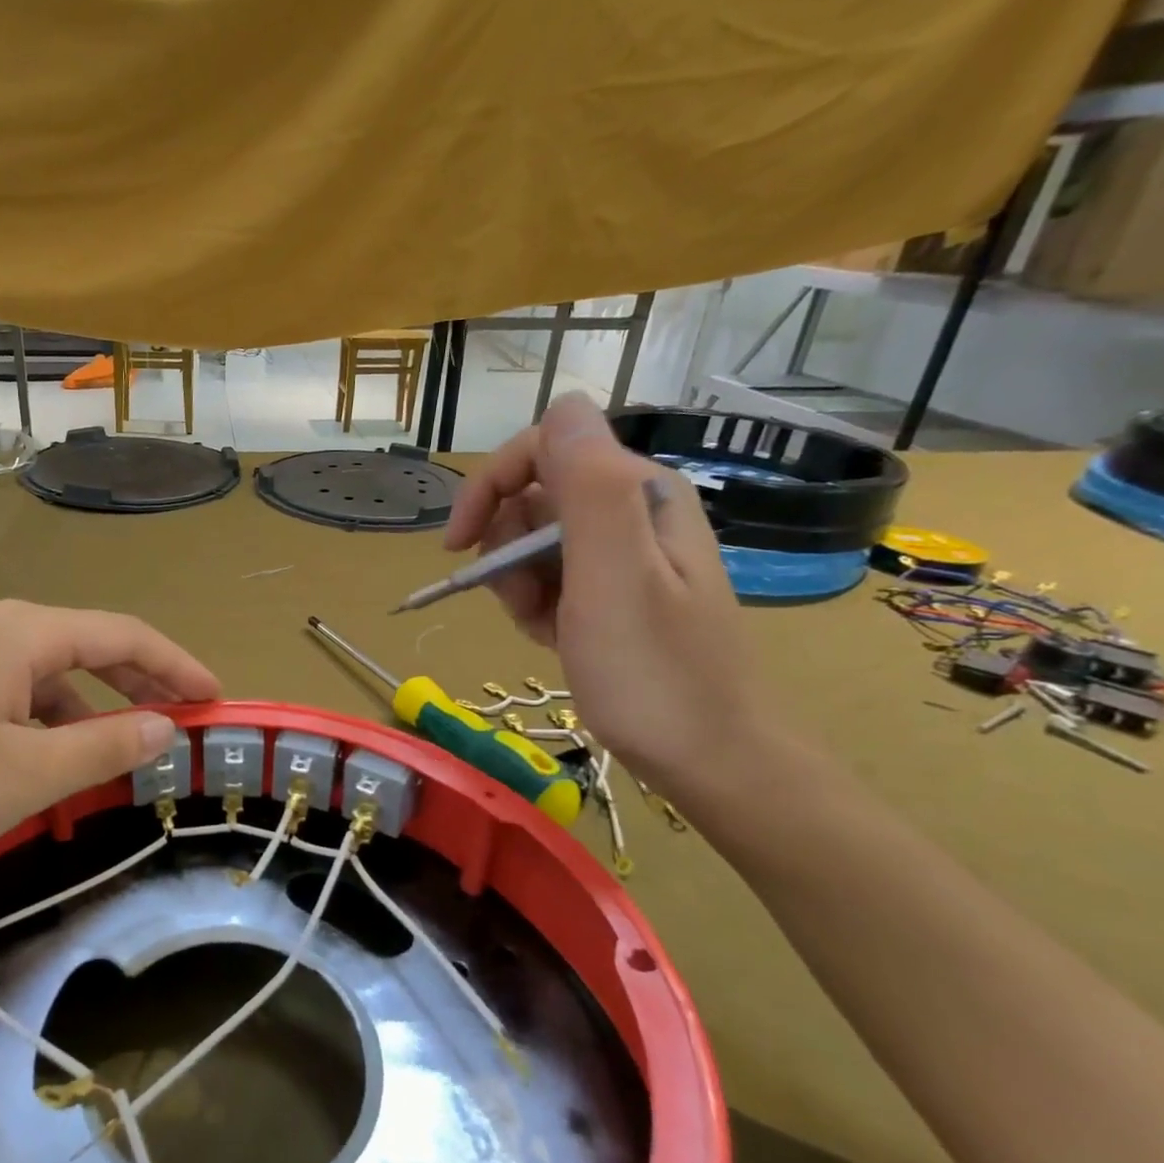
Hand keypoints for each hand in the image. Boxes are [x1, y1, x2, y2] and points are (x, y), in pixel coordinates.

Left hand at [0, 601, 218, 890]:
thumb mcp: (28, 775)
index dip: (177, 666)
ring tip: (118, 762)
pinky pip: (13, 699)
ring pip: (49, 680)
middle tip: (181, 727)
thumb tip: (166, 727)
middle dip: (140, 688)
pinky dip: (47, 729)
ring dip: (91, 716)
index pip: (124, 635)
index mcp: (23, 634)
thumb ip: (106, 748)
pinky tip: (49, 769)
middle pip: (89, 650)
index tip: (216, 699)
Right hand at [444, 394, 780, 799]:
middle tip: (519, 600)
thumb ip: (588, 486)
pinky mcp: (613, 591)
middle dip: (505, 546)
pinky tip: (553, 638)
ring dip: (517, 582)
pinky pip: (550, 577)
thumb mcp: (613, 577)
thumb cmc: (652, 673)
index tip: (457, 545)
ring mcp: (623, 554)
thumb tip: (562, 405)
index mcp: (639, 492)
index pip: (546, 445)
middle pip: (534, 494)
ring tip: (541, 626)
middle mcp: (633, 511)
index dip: (491, 485)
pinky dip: (535, 605)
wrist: (705, 757)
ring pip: (534, 539)